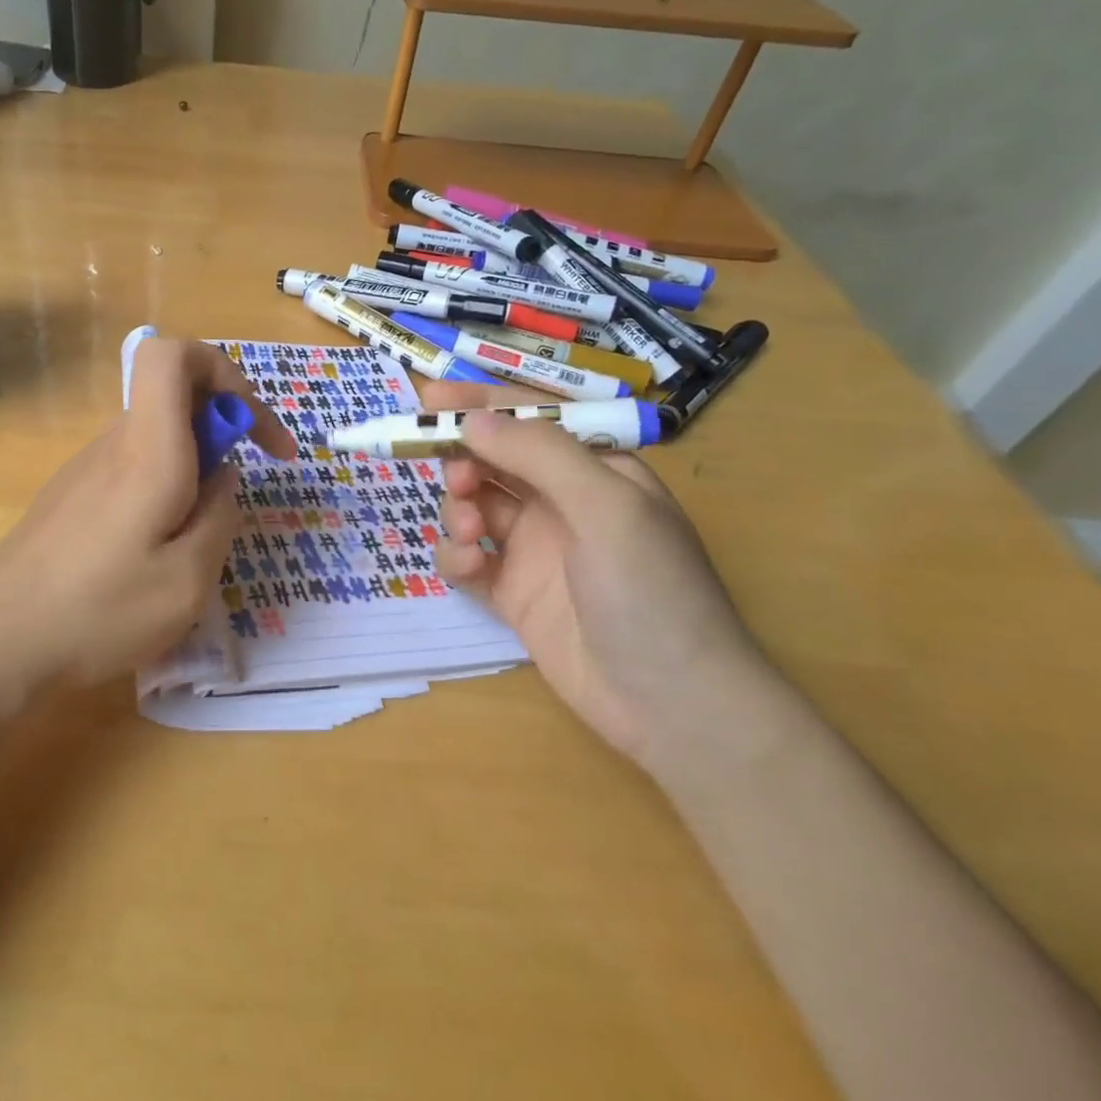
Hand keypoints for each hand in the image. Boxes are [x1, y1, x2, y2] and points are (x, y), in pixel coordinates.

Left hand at [0, 337, 295, 698]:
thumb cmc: (98, 613)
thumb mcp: (187, 581)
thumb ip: (220, 516)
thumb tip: (222, 477)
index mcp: (147, 450)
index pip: (171, 355)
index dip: (221, 370)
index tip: (250, 428)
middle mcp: (114, 445)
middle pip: (172, 396)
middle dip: (221, 428)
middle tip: (237, 494)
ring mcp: (86, 469)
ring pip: (156, 437)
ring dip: (192, 466)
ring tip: (195, 541)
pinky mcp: (71, 496)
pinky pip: (132, 468)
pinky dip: (163, 489)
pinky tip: (154, 553)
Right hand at [418, 381, 776, 775]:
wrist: (672, 704)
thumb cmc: (651, 590)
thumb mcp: (606, 507)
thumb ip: (539, 455)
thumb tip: (471, 420)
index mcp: (595, 470)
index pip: (530, 420)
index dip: (480, 404)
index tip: (429, 397)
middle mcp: (562, 503)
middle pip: (494, 461)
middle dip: (465, 461)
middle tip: (456, 477)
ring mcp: (534, 549)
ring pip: (474, 507)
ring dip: (459, 509)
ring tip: (470, 532)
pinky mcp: (512, 593)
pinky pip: (468, 559)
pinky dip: (456, 556)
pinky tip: (466, 567)